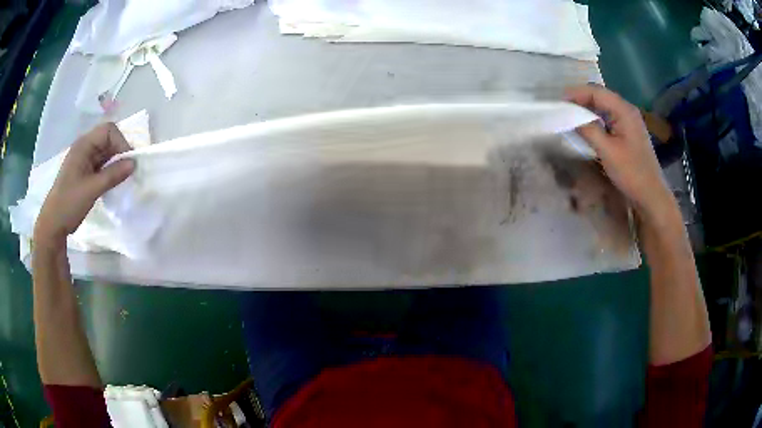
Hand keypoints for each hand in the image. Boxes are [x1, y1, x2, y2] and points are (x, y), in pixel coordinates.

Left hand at [34, 123, 134, 247]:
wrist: (53, 225)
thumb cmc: (69, 203)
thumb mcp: (91, 189)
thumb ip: (112, 175)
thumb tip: (134, 164)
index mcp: (83, 145)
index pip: (108, 131)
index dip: (121, 142)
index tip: (128, 162)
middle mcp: (84, 148)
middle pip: (108, 140)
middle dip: (119, 152)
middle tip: (128, 171)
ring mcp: (84, 161)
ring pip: (105, 153)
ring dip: (115, 163)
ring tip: (121, 179)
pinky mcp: (84, 173)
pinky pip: (101, 165)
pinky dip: (109, 171)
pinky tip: (112, 183)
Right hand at [565, 84, 676, 221]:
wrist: (650, 195)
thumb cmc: (631, 173)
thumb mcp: (607, 151)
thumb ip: (589, 130)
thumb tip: (571, 117)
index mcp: (624, 110)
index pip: (596, 92)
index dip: (576, 93)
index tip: (559, 102)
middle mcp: (627, 110)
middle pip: (600, 96)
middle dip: (580, 99)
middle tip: (562, 108)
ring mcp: (629, 121)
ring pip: (604, 107)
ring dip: (587, 108)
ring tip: (570, 115)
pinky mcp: (628, 132)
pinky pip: (608, 118)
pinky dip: (595, 118)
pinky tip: (586, 125)